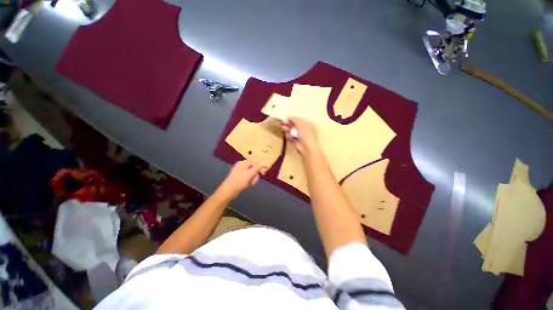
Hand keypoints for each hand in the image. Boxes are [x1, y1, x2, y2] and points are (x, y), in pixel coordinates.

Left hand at [220, 160, 265, 196]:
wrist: (228, 190)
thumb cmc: (240, 181)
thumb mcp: (250, 174)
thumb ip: (257, 168)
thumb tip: (263, 162)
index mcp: (243, 163)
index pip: (255, 161)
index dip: (260, 165)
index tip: (265, 169)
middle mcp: (241, 165)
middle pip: (253, 168)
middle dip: (255, 174)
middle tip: (254, 180)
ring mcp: (240, 171)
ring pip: (251, 173)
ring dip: (252, 178)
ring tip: (250, 184)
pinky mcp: (239, 177)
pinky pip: (247, 177)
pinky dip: (249, 181)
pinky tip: (247, 185)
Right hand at [281, 117, 320, 156]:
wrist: (307, 147)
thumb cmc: (306, 134)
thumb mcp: (301, 125)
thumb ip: (295, 120)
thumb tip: (289, 117)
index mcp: (306, 124)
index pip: (298, 120)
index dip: (292, 119)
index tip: (287, 118)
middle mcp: (302, 129)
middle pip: (294, 125)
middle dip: (288, 123)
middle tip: (283, 122)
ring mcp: (298, 135)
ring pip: (291, 130)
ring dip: (287, 128)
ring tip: (283, 128)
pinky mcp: (294, 140)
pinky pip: (290, 136)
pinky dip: (288, 135)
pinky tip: (288, 135)